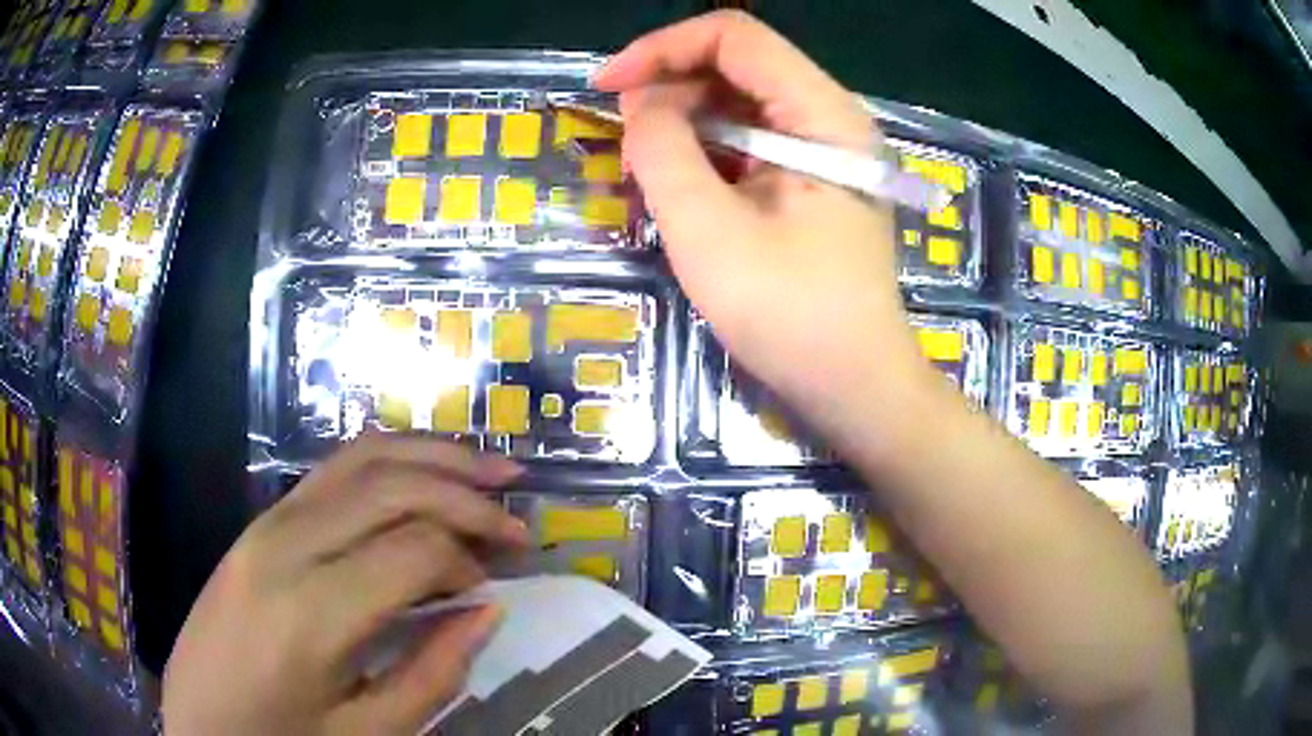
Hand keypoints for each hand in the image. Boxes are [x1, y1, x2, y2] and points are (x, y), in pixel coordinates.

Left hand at [162, 435, 528, 735]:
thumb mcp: (367, 733)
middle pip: (392, 487)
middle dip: (466, 493)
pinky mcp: (260, 519)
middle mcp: (286, 545)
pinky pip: (330, 468)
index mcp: (312, 612)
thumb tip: (489, 612)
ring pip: (361, 458)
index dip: (468, 559)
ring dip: (431, 456)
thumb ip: (433, 673)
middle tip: (518, 516)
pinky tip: (420, 469)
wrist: (198, 719)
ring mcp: (267, 522)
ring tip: (489, 466)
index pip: (414, 550)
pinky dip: (387, 458)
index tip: (494, 586)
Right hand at [595, 11, 931, 425]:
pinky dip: (706, 155)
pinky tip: (679, 189)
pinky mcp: (813, 181)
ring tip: (644, 173)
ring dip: (683, 126)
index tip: (605, 87)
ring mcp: (825, 150)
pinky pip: (750, 143)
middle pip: (737, 66)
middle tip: (622, 143)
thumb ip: (663, 151)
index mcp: (823, 114)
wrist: (856, 386)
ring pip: (739, 105)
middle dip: (668, 90)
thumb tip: (639, 103)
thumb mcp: (709, 232)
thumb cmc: (791, 316)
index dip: (661, 48)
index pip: (734, 37)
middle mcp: (830, 118)